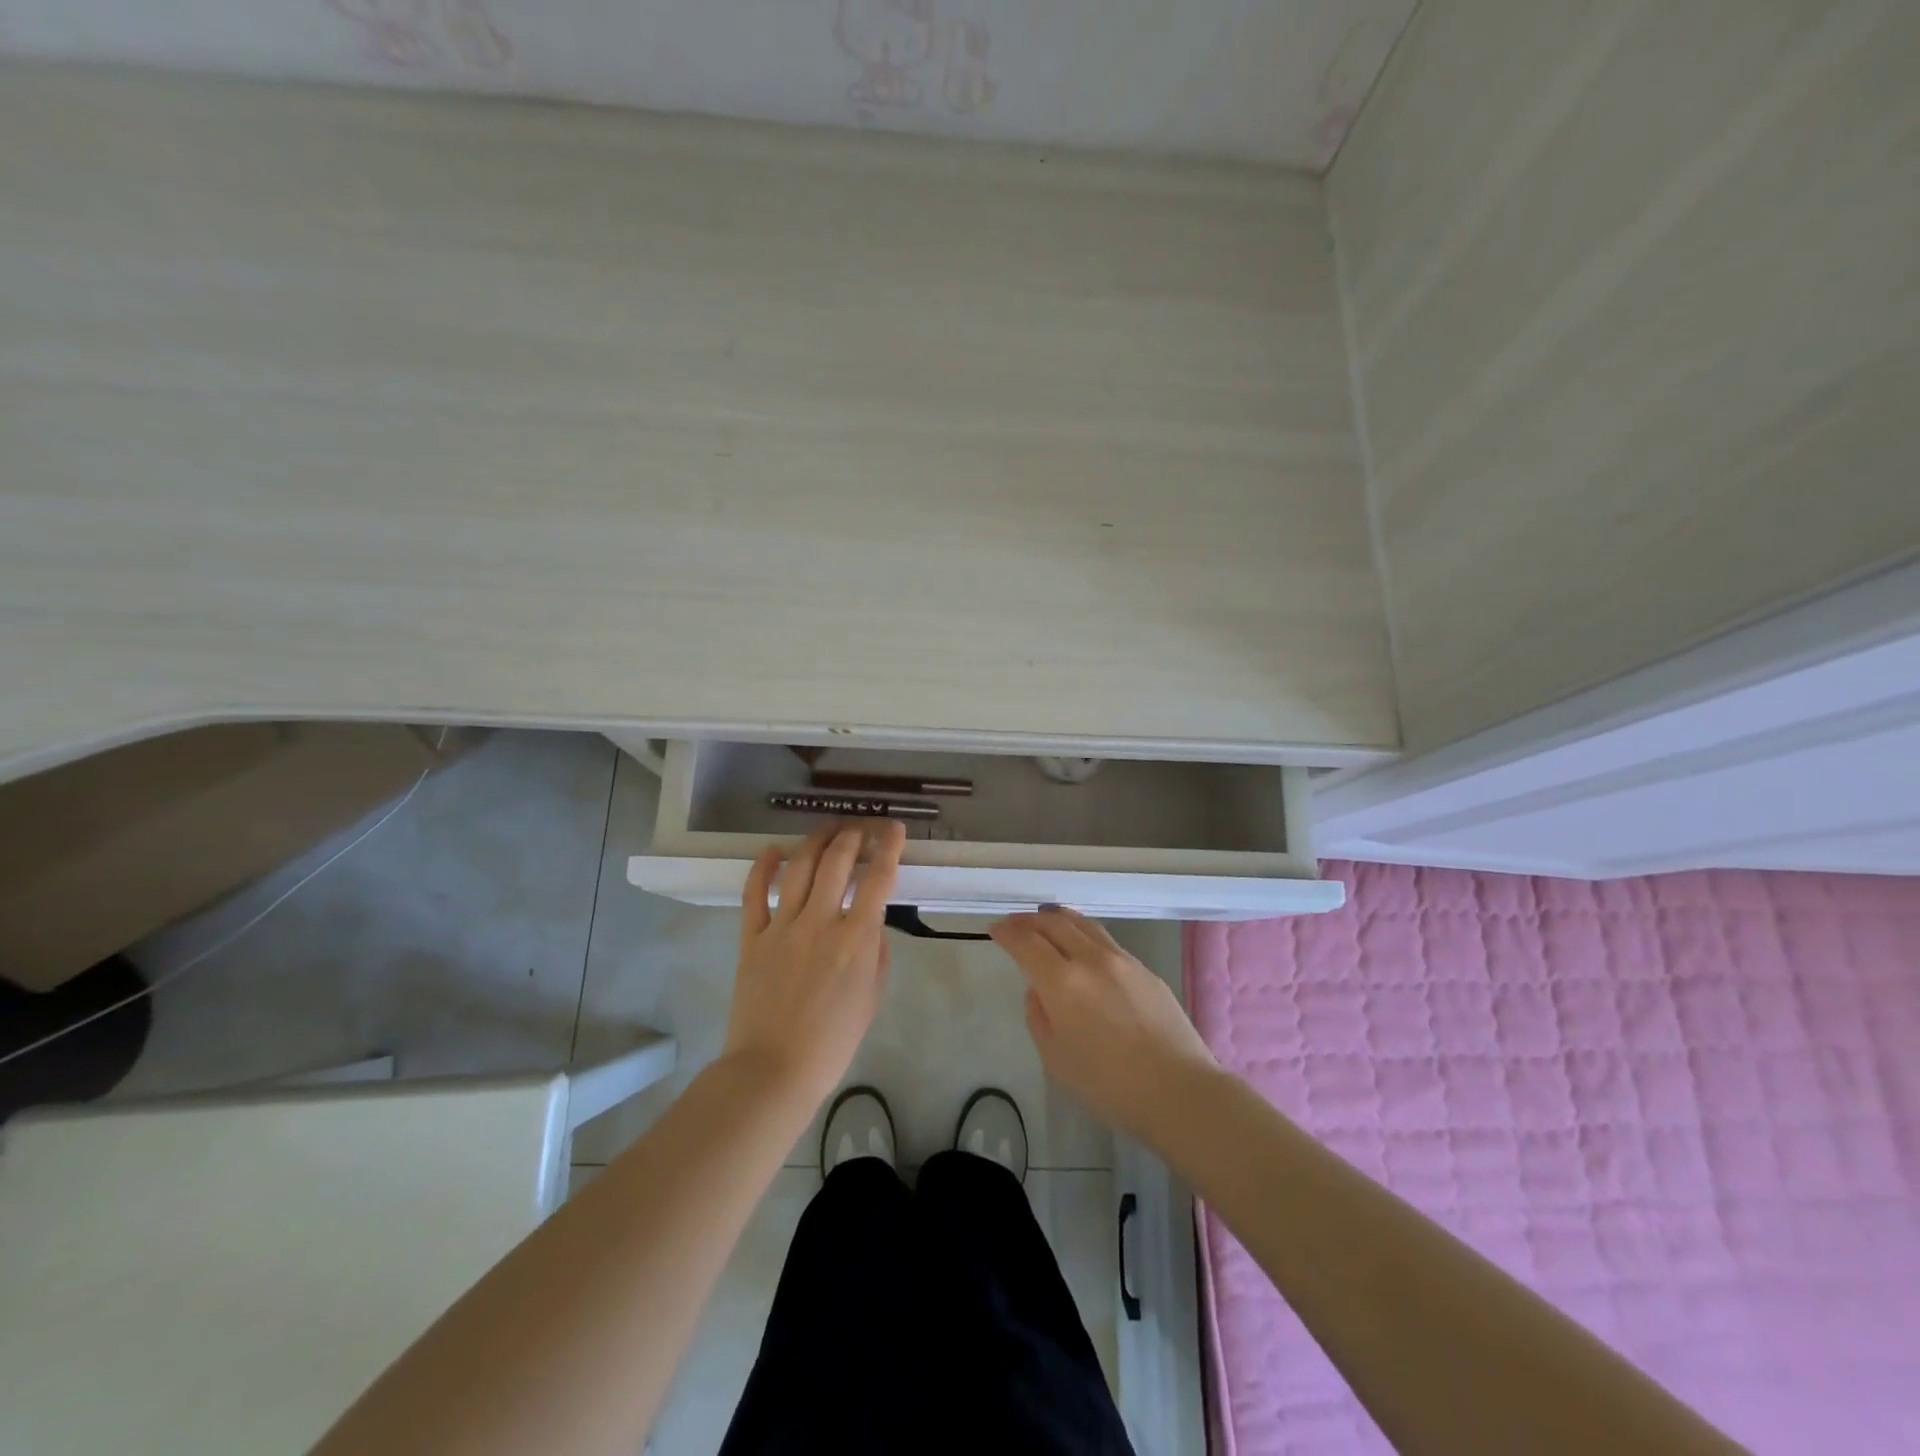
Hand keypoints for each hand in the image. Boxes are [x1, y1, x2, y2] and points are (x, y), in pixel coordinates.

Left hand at [723, 820, 905, 1108]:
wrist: (774, 1070)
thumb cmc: (832, 1041)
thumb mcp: (872, 997)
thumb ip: (875, 953)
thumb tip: (871, 922)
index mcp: (855, 938)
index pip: (878, 879)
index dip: (889, 847)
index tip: (894, 828)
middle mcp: (820, 922)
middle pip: (837, 862)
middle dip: (853, 836)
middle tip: (860, 827)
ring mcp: (782, 926)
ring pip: (799, 867)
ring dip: (816, 841)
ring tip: (828, 828)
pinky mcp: (752, 937)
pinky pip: (754, 892)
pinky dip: (763, 866)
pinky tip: (774, 850)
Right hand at [990, 906, 1217, 1139]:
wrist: (1179, 1091)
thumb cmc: (1109, 1085)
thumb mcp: (1057, 1059)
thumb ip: (1039, 1018)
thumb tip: (1039, 991)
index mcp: (1062, 982)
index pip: (1026, 942)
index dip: (1007, 932)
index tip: (995, 929)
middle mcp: (1091, 959)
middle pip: (1055, 923)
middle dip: (1029, 920)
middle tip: (1015, 923)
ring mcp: (1123, 961)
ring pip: (1084, 925)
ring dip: (1059, 919)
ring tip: (1046, 920)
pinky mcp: (1146, 970)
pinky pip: (1107, 941)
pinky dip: (1085, 934)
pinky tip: (1084, 945)